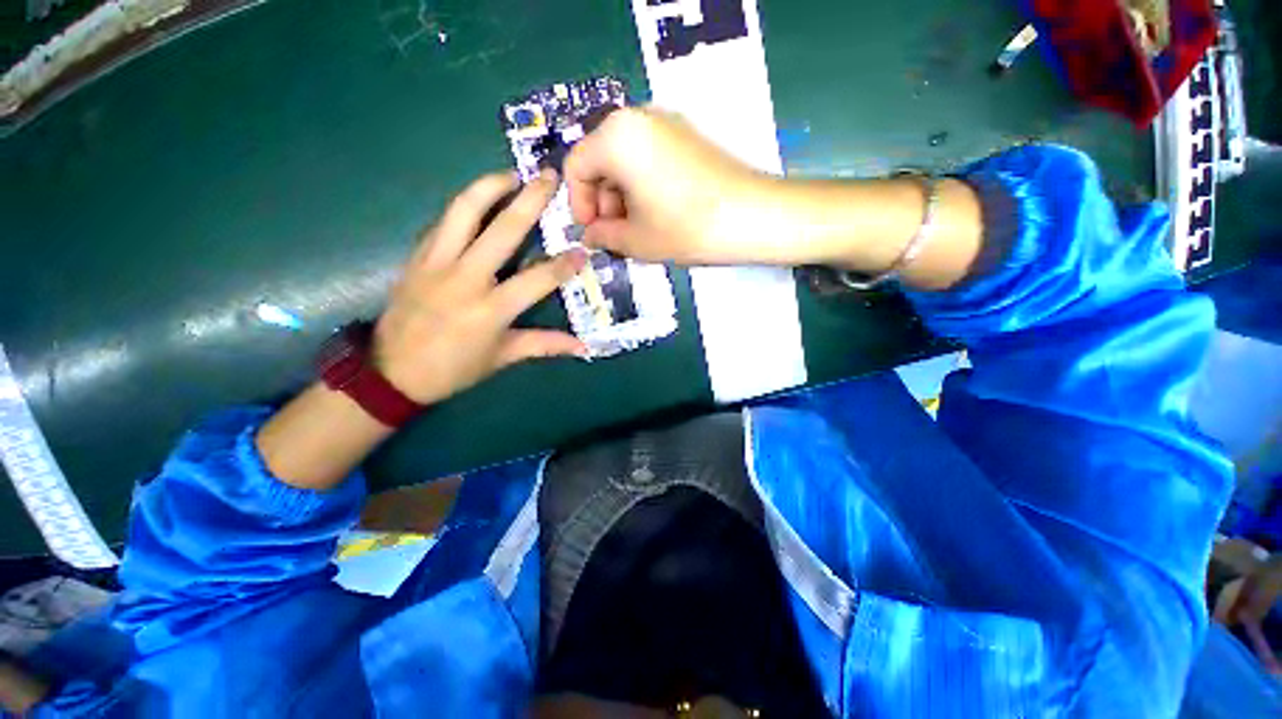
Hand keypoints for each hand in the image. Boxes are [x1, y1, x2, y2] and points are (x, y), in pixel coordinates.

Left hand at [373, 169, 587, 405]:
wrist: (391, 371)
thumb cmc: (454, 369)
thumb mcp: (503, 357)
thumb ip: (544, 345)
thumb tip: (582, 347)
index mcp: (491, 308)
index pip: (538, 279)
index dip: (564, 265)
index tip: (583, 250)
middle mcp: (465, 278)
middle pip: (502, 229)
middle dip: (530, 199)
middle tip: (548, 177)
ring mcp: (437, 262)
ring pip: (463, 210)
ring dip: (489, 186)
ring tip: (510, 174)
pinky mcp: (417, 256)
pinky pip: (443, 222)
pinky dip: (464, 207)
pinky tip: (478, 202)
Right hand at [564, 106, 771, 264]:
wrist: (751, 216)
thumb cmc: (685, 228)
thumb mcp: (636, 240)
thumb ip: (603, 236)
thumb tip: (589, 236)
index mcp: (616, 137)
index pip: (577, 167)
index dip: (578, 204)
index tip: (592, 233)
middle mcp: (638, 118)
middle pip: (601, 160)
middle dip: (602, 201)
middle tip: (615, 235)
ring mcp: (666, 124)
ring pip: (625, 160)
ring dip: (621, 197)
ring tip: (637, 229)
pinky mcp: (687, 136)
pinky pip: (648, 157)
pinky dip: (641, 185)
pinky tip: (656, 213)